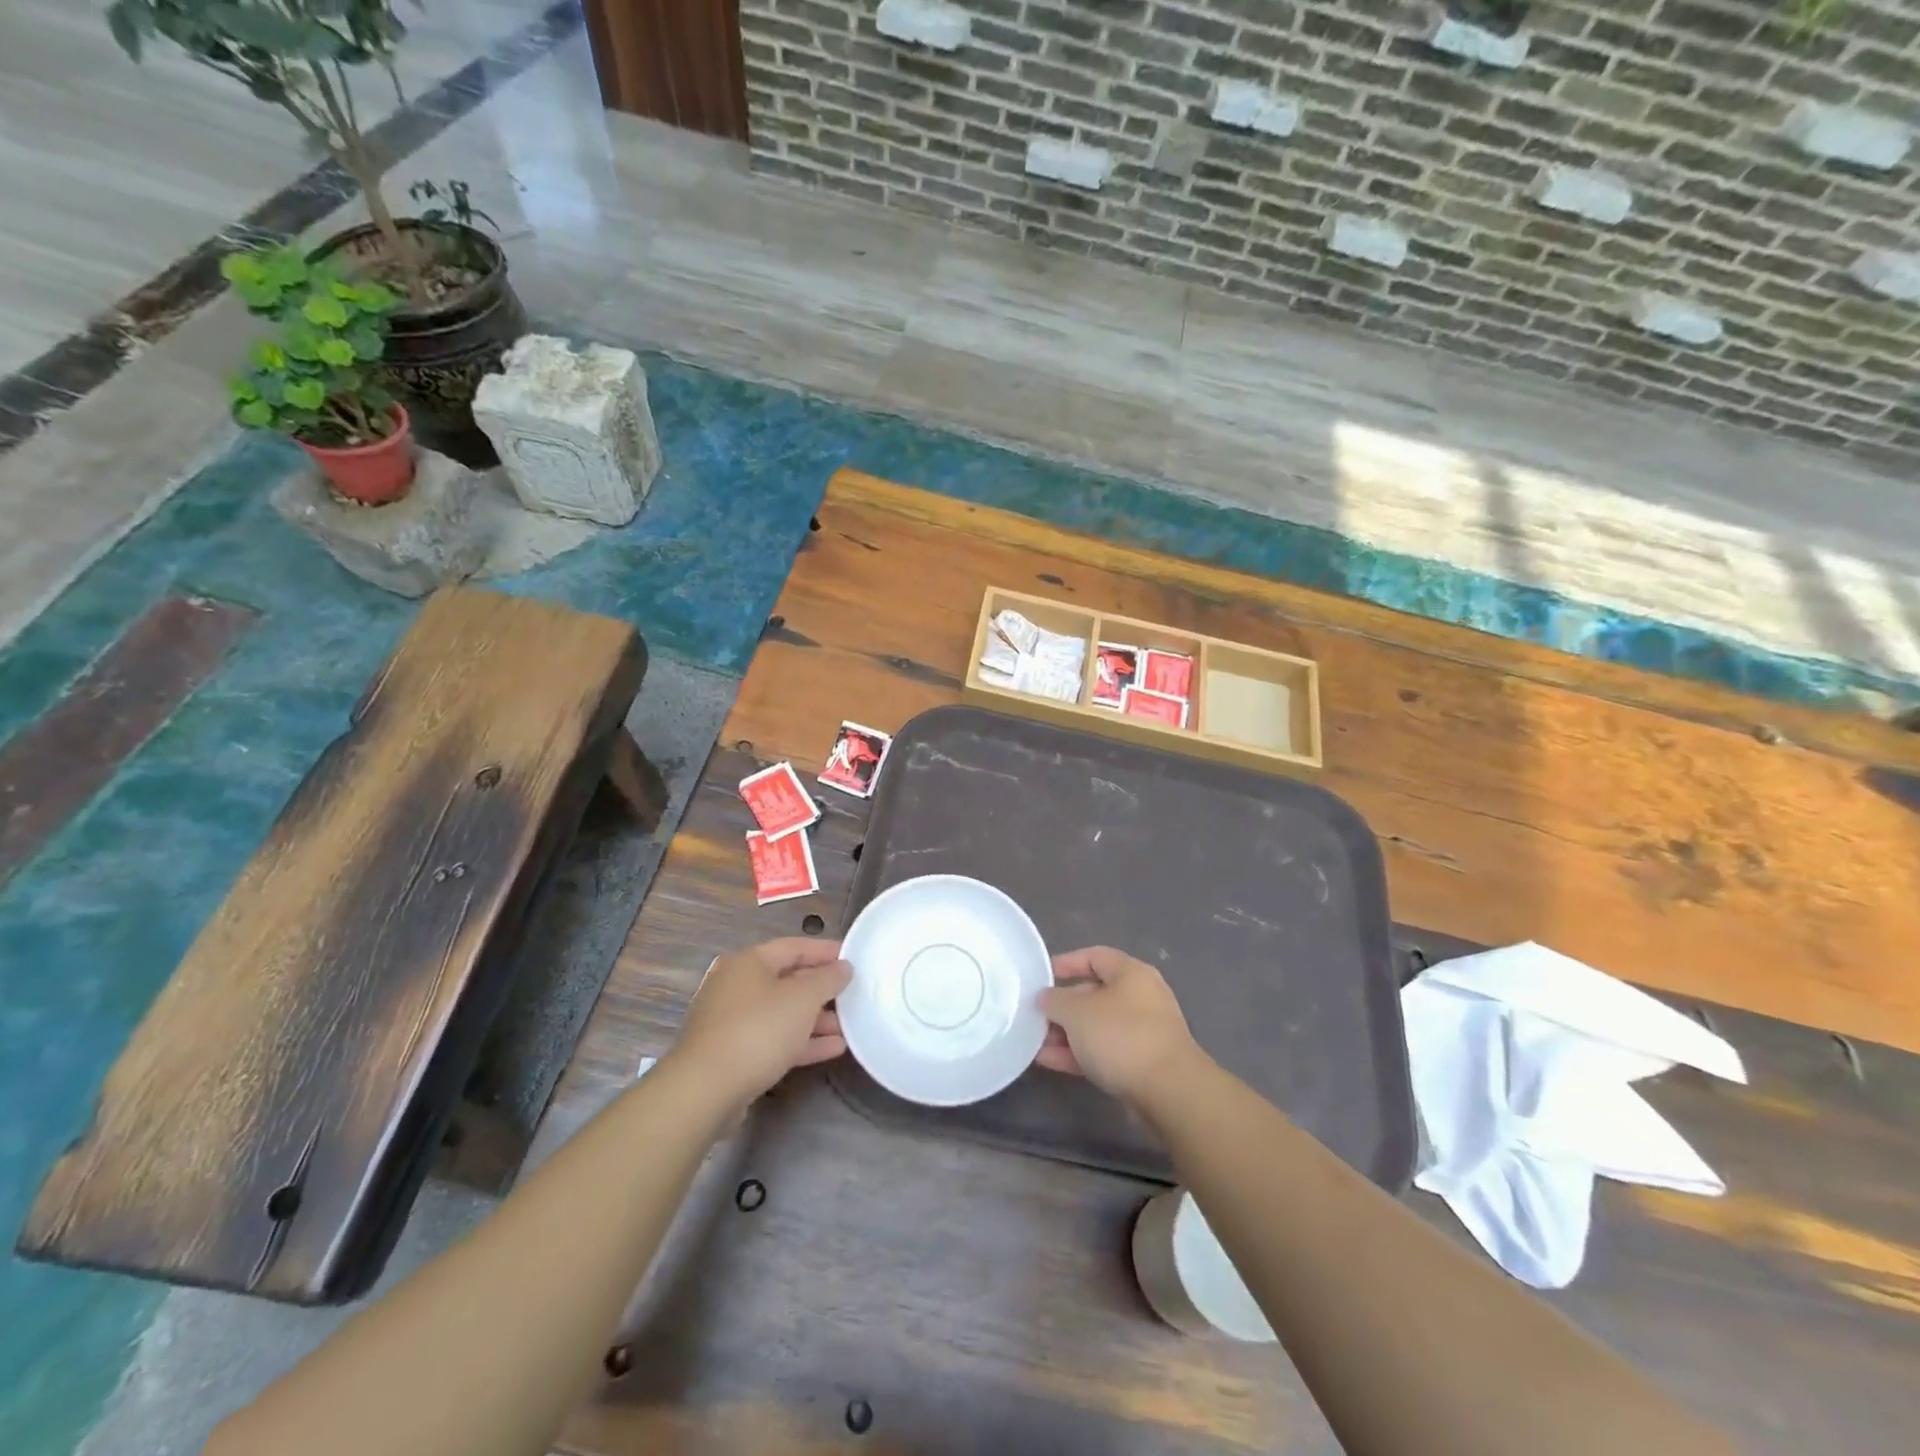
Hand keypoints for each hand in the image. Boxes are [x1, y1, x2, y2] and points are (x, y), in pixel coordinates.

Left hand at [673, 938, 851, 1102]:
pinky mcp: (732, 1053)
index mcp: (749, 962)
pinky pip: (773, 1039)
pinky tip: (832, 1049)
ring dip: (815, 1019)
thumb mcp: (803, 999)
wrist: (705, 1090)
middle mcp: (736, 986)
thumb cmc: (758, 1030)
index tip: (853, 959)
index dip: (825, 951)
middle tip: (852, 995)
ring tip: (848, 1027)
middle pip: (787, 980)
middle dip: (821, 990)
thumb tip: (843, 967)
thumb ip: (828, 979)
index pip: (794, 947)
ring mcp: (731, 1021)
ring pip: (781, 1013)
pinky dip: (801, 1041)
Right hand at [1036, 946, 1202, 1103]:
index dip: (1066, 963)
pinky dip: (1078, 1053)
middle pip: (1094, 993)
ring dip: (1067, 1033)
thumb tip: (1046, 997)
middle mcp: (1140, 997)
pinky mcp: (1142, 1064)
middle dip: (1062, 1005)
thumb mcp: (1077, 1012)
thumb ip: (1055, 1000)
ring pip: (1097, 1025)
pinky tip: (1049, 1061)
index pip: (1094, 956)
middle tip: (1035, 1015)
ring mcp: (1143, 1032)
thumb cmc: (1121, 1036)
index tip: (1041, 977)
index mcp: (1131, 973)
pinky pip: (1104, 1051)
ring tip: (1035, 1042)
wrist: (1169, 1092)